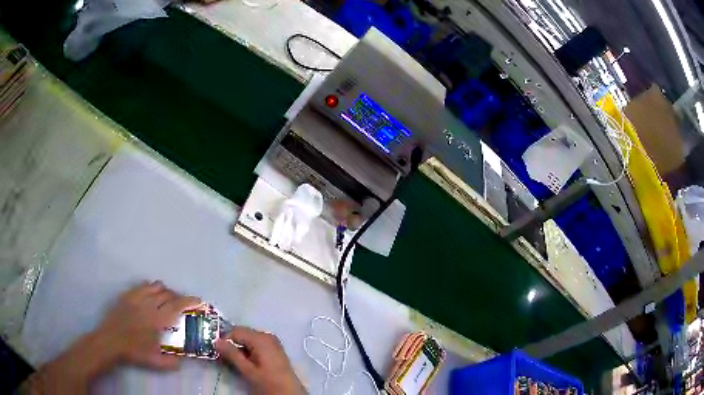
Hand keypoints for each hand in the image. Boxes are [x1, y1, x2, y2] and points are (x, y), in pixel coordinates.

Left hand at [22, 281, 200, 393]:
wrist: (110, 341)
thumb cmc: (134, 352)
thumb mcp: (156, 362)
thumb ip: (173, 361)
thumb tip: (185, 359)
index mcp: (157, 320)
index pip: (178, 305)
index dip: (191, 301)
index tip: (200, 301)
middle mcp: (149, 304)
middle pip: (169, 293)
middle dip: (180, 297)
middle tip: (184, 306)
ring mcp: (137, 297)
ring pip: (157, 286)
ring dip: (167, 292)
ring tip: (169, 301)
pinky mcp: (128, 295)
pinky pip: (143, 285)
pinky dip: (152, 288)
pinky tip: (152, 296)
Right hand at [216, 327, 305, 394]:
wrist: (290, 394)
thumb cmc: (269, 382)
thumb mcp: (248, 370)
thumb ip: (232, 354)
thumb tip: (216, 341)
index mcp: (261, 338)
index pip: (235, 331)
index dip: (224, 340)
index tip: (217, 352)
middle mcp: (267, 336)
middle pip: (242, 334)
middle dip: (231, 345)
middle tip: (224, 358)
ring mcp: (272, 343)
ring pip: (248, 340)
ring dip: (239, 350)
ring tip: (234, 363)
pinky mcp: (274, 350)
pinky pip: (256, 345)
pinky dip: (248, 352)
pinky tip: (245, 363)